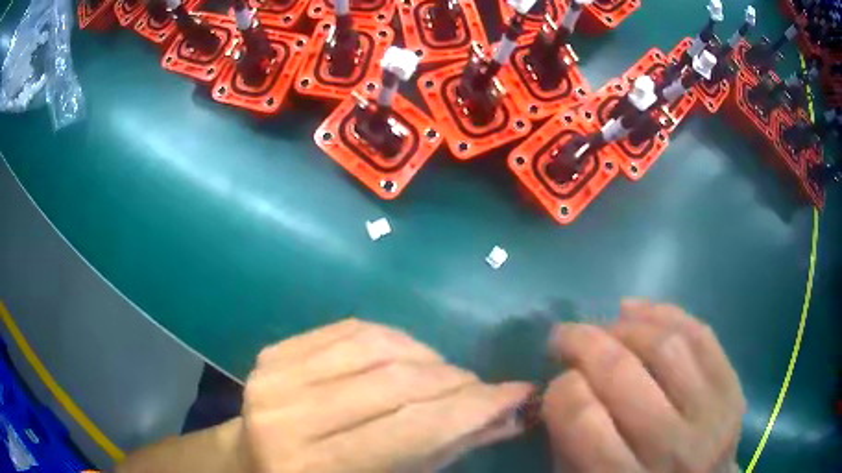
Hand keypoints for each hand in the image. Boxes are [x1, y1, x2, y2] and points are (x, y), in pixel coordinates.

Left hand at [240, 318, 533, 471]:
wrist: (250, 464)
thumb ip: (442, 452)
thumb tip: (508, 415)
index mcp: (315, 470)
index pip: (410, 430)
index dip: (472, 408)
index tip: (518, 393)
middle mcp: (287, 420)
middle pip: (394, 383)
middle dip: (455, 382)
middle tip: (484, 389)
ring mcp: (273, 378)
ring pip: (375, 346)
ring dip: (428, 357)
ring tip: (448, 376)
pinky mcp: (271, 353)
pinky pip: (348, 329)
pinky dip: (393, 338)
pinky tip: (410, 355)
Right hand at [542, 300, 745, 471]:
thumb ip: (570, 443)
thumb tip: (562, 382)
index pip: (583, 419)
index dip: (560, 389)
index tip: (556, 380)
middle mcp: (673, 450)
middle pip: (623, 373)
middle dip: (584, 343)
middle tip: (564, 336)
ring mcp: (712, 415)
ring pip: (665, 345)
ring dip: (625, 326)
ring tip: (605, 327)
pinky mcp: (733, 389)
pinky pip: (700, 335)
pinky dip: (665, 314)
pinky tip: (638, 313)